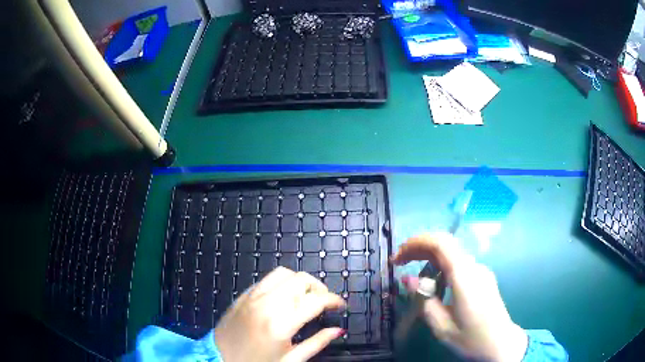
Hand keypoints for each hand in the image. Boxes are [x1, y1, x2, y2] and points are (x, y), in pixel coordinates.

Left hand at [214, 267, 345, 361]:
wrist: (218, 358)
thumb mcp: (290, 360)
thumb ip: (317, 343)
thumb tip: (338, 330)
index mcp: (281, 323)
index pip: (316, 300)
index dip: (334, 300)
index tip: (341, 306)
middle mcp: (267, 303)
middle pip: (302, 279)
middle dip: (319, 288)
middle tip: (324, 303)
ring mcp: (253, 296)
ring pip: (284, 273)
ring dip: (300, 281)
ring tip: (305, 296)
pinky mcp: (243, 294)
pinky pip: (267, 279)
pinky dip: (282, 282)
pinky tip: (284, 297)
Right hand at [391, 232, 527, 361]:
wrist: (501, 344)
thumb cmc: (471, 338)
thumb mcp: (441, 325)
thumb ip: (424, 300)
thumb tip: (407, 280)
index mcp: (464, 276)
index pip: (441, 242)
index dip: (416, 243)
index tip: (397, 258)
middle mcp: (474, 267)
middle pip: (445, 244)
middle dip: (419, 248)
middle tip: (399, 263)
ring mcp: (480, 271)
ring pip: (451, 253)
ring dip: (429, 258)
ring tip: (413, 275)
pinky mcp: (482, 278)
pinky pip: (458, 264)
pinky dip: (440, 266)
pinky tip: (433, 284)